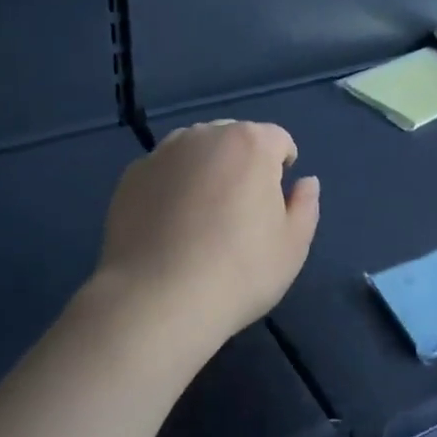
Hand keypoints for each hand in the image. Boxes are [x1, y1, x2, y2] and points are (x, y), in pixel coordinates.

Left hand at [93, 120, 319, 355]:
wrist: (157, 300)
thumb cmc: (238, 271)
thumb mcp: (292, 245)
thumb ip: (305, 205)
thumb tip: (305, 182)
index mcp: (250, 143)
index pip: (277, 139)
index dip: (283, 166)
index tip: (277, 200)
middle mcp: (204, 136)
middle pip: (234, 138)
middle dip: (243, 162)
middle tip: (241, 209)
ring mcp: (162, 153)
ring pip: (195, 150)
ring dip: (206, 169)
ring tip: (202, 215)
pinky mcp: (131, 176)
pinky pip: (164, 171)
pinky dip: (172, 186)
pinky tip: (170, 225)